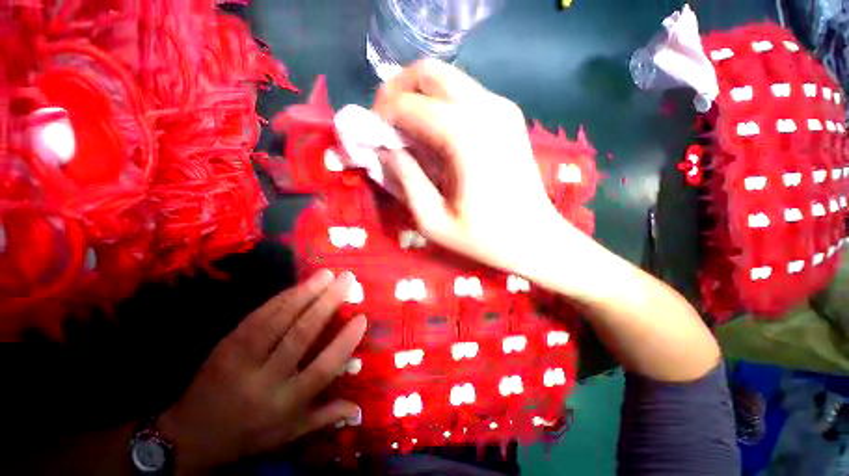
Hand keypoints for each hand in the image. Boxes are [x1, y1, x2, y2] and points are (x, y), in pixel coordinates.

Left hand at [157, 270, 365, 473]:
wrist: (192, 434)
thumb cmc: (249, 434)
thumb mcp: (289, 434)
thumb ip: (325, 417)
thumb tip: (358, 409)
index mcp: (286, 402)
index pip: (323, 368)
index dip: (345, 341)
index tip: (362, 318)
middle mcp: (266, 379)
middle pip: (301, 334)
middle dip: (327, 303)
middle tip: (346, 280)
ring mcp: (242, 359)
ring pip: (278, 320)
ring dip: (305, 293)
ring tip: (326, 274)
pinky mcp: (227, 344)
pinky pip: (258, 317)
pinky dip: (280, 299)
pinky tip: (297, 286)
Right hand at [372, 59, 591, 277]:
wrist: (535, 238)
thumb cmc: (484, 238)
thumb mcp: (433, 220)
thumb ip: (405, 179)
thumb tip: (386, 149)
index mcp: (464, 136)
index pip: (407, 104)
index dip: (381, 116)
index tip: (373, 138)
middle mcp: (485, 108)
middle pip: (427, 72)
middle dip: (396, 92)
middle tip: (386, 125)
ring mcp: (501, 107)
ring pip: (446, 78)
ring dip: (418, 97)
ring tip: (408, 132)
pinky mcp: (508, 114)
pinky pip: (463, 93)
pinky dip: (439, 104)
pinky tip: (436, 135)